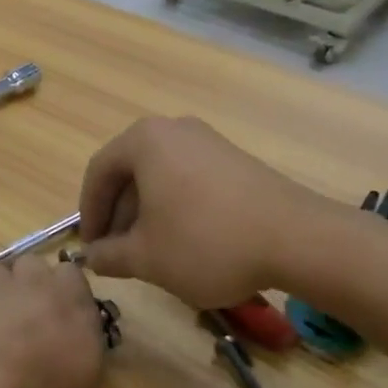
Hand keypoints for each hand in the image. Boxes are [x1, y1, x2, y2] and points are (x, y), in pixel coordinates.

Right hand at [78, 116, 360, 308]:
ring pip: (160, 177)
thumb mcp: (147, 258)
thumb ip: (110, 256)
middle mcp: (173, 129)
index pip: (98, 173)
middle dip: (119, 215)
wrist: (298, 239)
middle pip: (130, 172)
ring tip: (151, 253)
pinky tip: (186, 242)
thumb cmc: (207, 241)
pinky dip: (176, 207)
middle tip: (118, 254)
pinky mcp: (234, 160)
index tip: (89, 248)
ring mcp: (208, 142)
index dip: (89, 214)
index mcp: (144, 140)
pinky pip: (189, 179)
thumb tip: (92, 257)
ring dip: (147, 214)